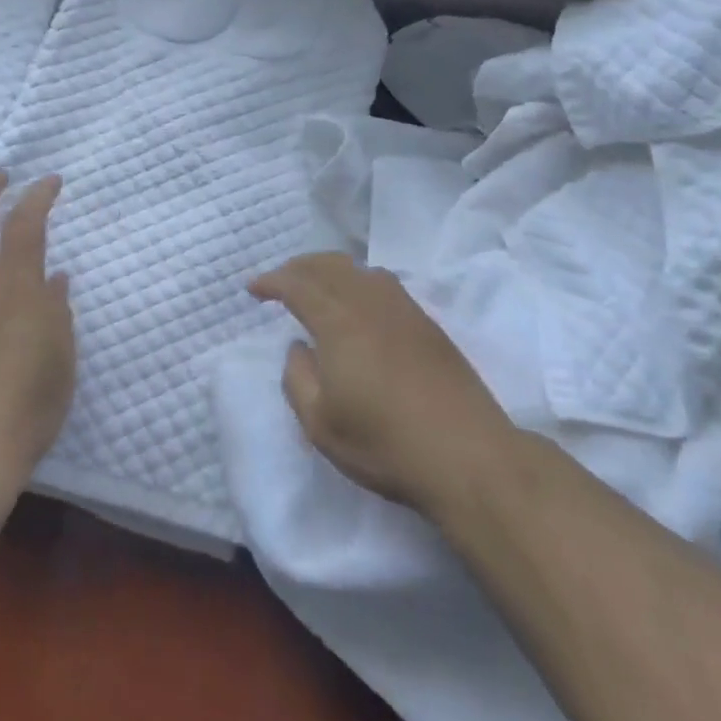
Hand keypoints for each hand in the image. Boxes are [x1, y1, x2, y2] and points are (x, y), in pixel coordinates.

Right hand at [250, 253, 513, 515]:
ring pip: (359, 269)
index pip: (298, 284)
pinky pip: (383, 283)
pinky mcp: (427, 323)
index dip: (272, 281)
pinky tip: (359, 302)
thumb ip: (297, 379)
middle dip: (299, 267)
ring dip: (330, 269)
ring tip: (317, 285)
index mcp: (338, 321)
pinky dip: (359, 280)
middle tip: (281, 280)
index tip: (254, 288)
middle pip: (329, 266)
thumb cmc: (385, 442)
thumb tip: (298, 347)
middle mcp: (369, 302)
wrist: (466, 454)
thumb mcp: (321, 424)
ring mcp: (403, 309)